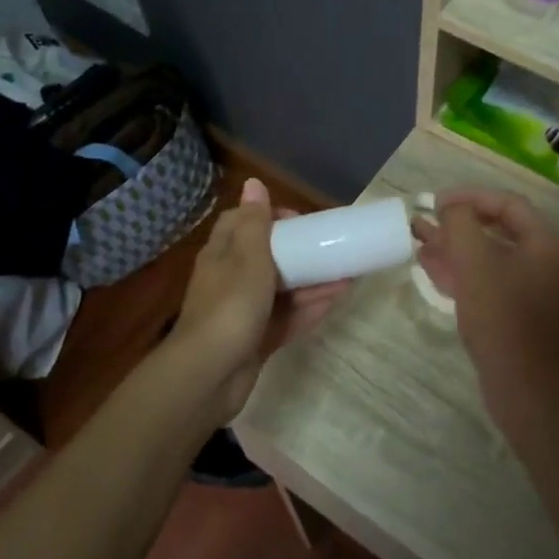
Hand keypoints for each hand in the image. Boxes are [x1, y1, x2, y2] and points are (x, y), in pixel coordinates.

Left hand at [169, 178, 349, 422]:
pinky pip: (287, 319)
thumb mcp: (246, 256)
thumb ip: (255, 222)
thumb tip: (253, 182)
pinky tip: (337, 301)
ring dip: (313, 282)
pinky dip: (309, 309)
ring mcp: (243, 312)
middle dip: (300, 253)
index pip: (242, 223)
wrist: (208, 375)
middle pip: (267, 257)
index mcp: (222, 254)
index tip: (300, 221)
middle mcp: (230, 279)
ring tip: (349, 275)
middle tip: (332, 249)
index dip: (270, 217)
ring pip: (282, 291)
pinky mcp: (255, 341)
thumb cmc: (230, 306)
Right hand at [412, 190, 558, 426]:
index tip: (436, 202)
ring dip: (453, 246)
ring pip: (487, 256)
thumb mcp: (475, 262)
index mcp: (544, 242)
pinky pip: (487, 280)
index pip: (507, 203)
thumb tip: (452, 207)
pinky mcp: (516, 312)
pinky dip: (460, 271)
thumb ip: (461, 223)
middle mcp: (542, 260)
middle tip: (424, 221)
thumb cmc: (501, 316)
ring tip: (418, 240)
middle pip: (496, 229)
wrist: (523, 385)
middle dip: (457, 223)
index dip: (470, 196)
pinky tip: (431, 267)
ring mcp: (530, 288)